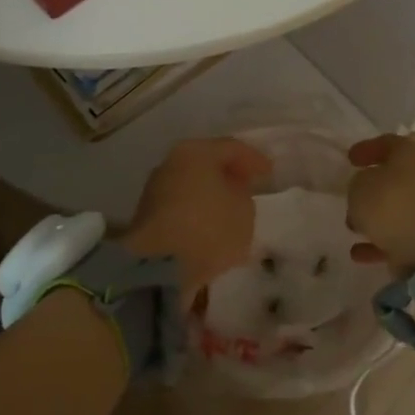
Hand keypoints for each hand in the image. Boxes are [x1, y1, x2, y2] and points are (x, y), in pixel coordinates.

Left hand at [123, 138, 272, 297]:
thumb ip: (242, 194)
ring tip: (230, 208)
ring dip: (211, 193)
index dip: (253, 159)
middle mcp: (170, 163)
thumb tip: (230, 193)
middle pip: (206, 163)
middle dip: (228, 174)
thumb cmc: (209, 228)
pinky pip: (181, 206)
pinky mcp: (146, 217)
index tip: (269, 172)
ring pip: (191, 185)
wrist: (159, 267)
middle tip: (248, 184)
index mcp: (195, 152)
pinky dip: (197, 210)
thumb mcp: (244, 210)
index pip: (231, 148)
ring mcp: (154, 189)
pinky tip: (210, 224)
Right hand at [345, 134, 414, 272]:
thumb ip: (358, 185)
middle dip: (371, 188)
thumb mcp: (360, 187)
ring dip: (375, 217)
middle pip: (396, 177)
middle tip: (351, 195)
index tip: (350, 159)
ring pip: (398, 208)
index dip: (367, 149)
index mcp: (413, 154)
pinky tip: (359, 252)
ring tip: (352, 227)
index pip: (387, 143)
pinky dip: (381, 242)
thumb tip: (366, 191)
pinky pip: (401, 236)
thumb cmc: (393, 205)